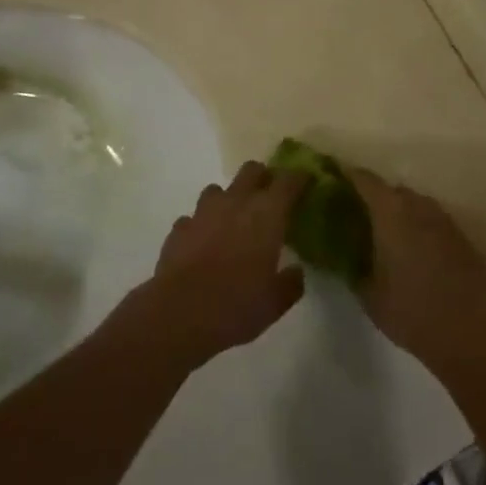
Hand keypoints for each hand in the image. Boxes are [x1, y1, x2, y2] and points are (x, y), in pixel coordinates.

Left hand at [133, 161, 309, 371]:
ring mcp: (204, 211)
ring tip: (232, 221)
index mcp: (267, 214)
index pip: (288, 181)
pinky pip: (193, 217)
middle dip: (263, 178)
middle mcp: (236, 202)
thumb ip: (290, 283)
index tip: (306, 181)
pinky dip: (201, 225)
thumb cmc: (237, 305)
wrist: (180, 314)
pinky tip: (203, 244)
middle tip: (269, 197)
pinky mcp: (179, 227)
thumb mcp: (274, 303)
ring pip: (218, 189)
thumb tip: (296, 271)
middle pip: (252, 170)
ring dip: (228, 199)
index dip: (299, 178)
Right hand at [351, 170, 485, 370]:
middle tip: (362, 217)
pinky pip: (435, 223)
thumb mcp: (370, 296)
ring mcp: (444, 220)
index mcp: (391, 213)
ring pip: (417, 205)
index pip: (365, 180)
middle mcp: (418, 207)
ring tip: (390, 237)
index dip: (349, 176)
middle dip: (377, 198)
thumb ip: (354, 269)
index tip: (336, 179)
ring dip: (402, 213)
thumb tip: (345, 259)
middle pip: (393, 190)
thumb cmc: (412, 312)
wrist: (471, 334)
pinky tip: (418, 255)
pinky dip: (422, 230)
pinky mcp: (463, 238)